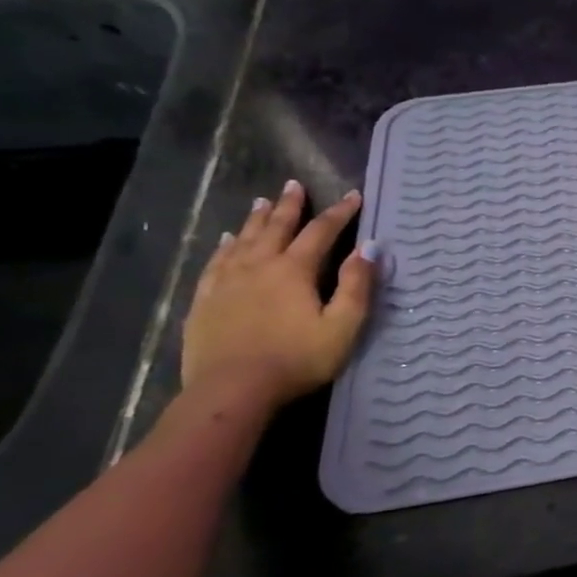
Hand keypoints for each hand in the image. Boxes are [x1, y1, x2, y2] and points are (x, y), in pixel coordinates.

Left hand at [181, 180, 378, 408]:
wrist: (231, 391)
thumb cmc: (297, 359)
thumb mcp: (343, 326)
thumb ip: (357, 285)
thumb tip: (370, 247)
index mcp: (295, 271)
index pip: (321, 232)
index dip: (340, 213)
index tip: (353, 196)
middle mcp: (259, 266)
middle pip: (276, 228)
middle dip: (290, 206)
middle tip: (295, 185)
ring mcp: (227, 283)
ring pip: (243, 240)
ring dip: (256, 219)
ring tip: (262, 202)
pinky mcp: (205, 301)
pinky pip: (216, 263)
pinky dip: (225, 246)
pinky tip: (227, 240)